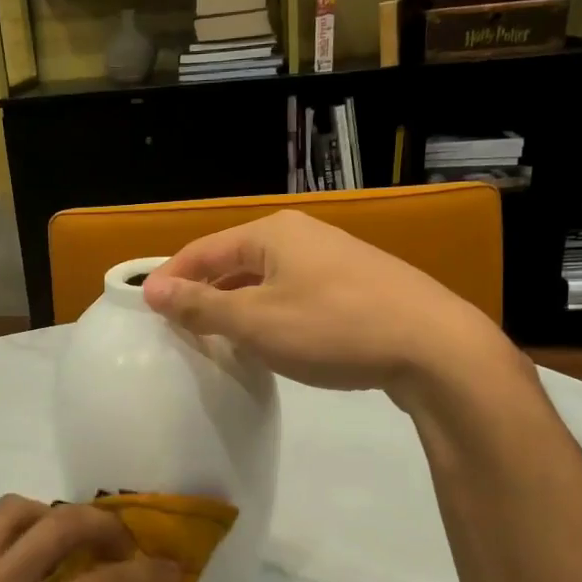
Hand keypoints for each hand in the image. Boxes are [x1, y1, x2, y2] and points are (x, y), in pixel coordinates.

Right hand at [141, 210, 517, 401]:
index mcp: (271, 234)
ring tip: (218, 340)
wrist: (433, 347)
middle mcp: (301, 236)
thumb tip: (153, 289)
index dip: (171, 279)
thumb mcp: (256, 322)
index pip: (203, 250)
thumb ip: (202, 306)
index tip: (147, 312)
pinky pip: (296, 294)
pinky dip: (271, 314)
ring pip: (267, 280)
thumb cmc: (332, 328)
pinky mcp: (357, 286)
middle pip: (235, 262)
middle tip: (180, 330)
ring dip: (238, 307)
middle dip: (205, 294)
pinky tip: (271, 342)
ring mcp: (334, 259)